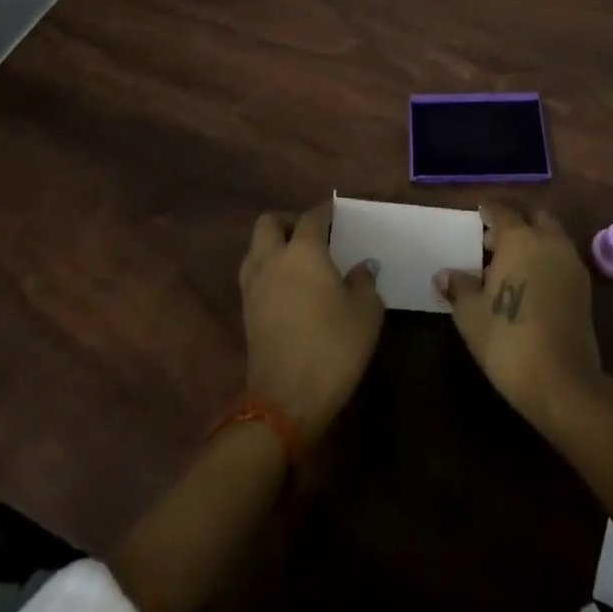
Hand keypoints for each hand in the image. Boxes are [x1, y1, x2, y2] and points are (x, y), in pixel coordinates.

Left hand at [238, 204, 384, 445]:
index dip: (325, 211)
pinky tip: (289, 286)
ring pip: (255, 248)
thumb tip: (363, 266)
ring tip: (298, 258)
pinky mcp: (246, 313)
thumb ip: (364, 281)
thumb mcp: (366, 312)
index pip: (311, 217)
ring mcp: (254, 287)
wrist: (286, 400)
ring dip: (273, 244)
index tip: (337, 211)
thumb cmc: (332, 347)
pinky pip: (253, 274)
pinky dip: (268, 269)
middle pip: (269, 224)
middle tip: (312, 232)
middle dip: (288, 221)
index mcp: (303, 252)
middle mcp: (272, 260)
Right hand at [435, 205, 604, 435]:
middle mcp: (548, 241)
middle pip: (534, 216)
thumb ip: (458, 288)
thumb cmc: (508, 341)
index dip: (489, 210)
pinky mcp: (584, 287)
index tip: (478, 215)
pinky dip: (547, 258)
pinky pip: (562, 257)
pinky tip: (531, 283)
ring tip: (511, 264)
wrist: (562, 381)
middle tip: (494, 240)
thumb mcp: (471, 315)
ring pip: (552, 235)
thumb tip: (443, 274)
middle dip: (516, 220)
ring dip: (534, 239)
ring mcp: (570, 263)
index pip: (502, 210)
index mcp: (519, 238)